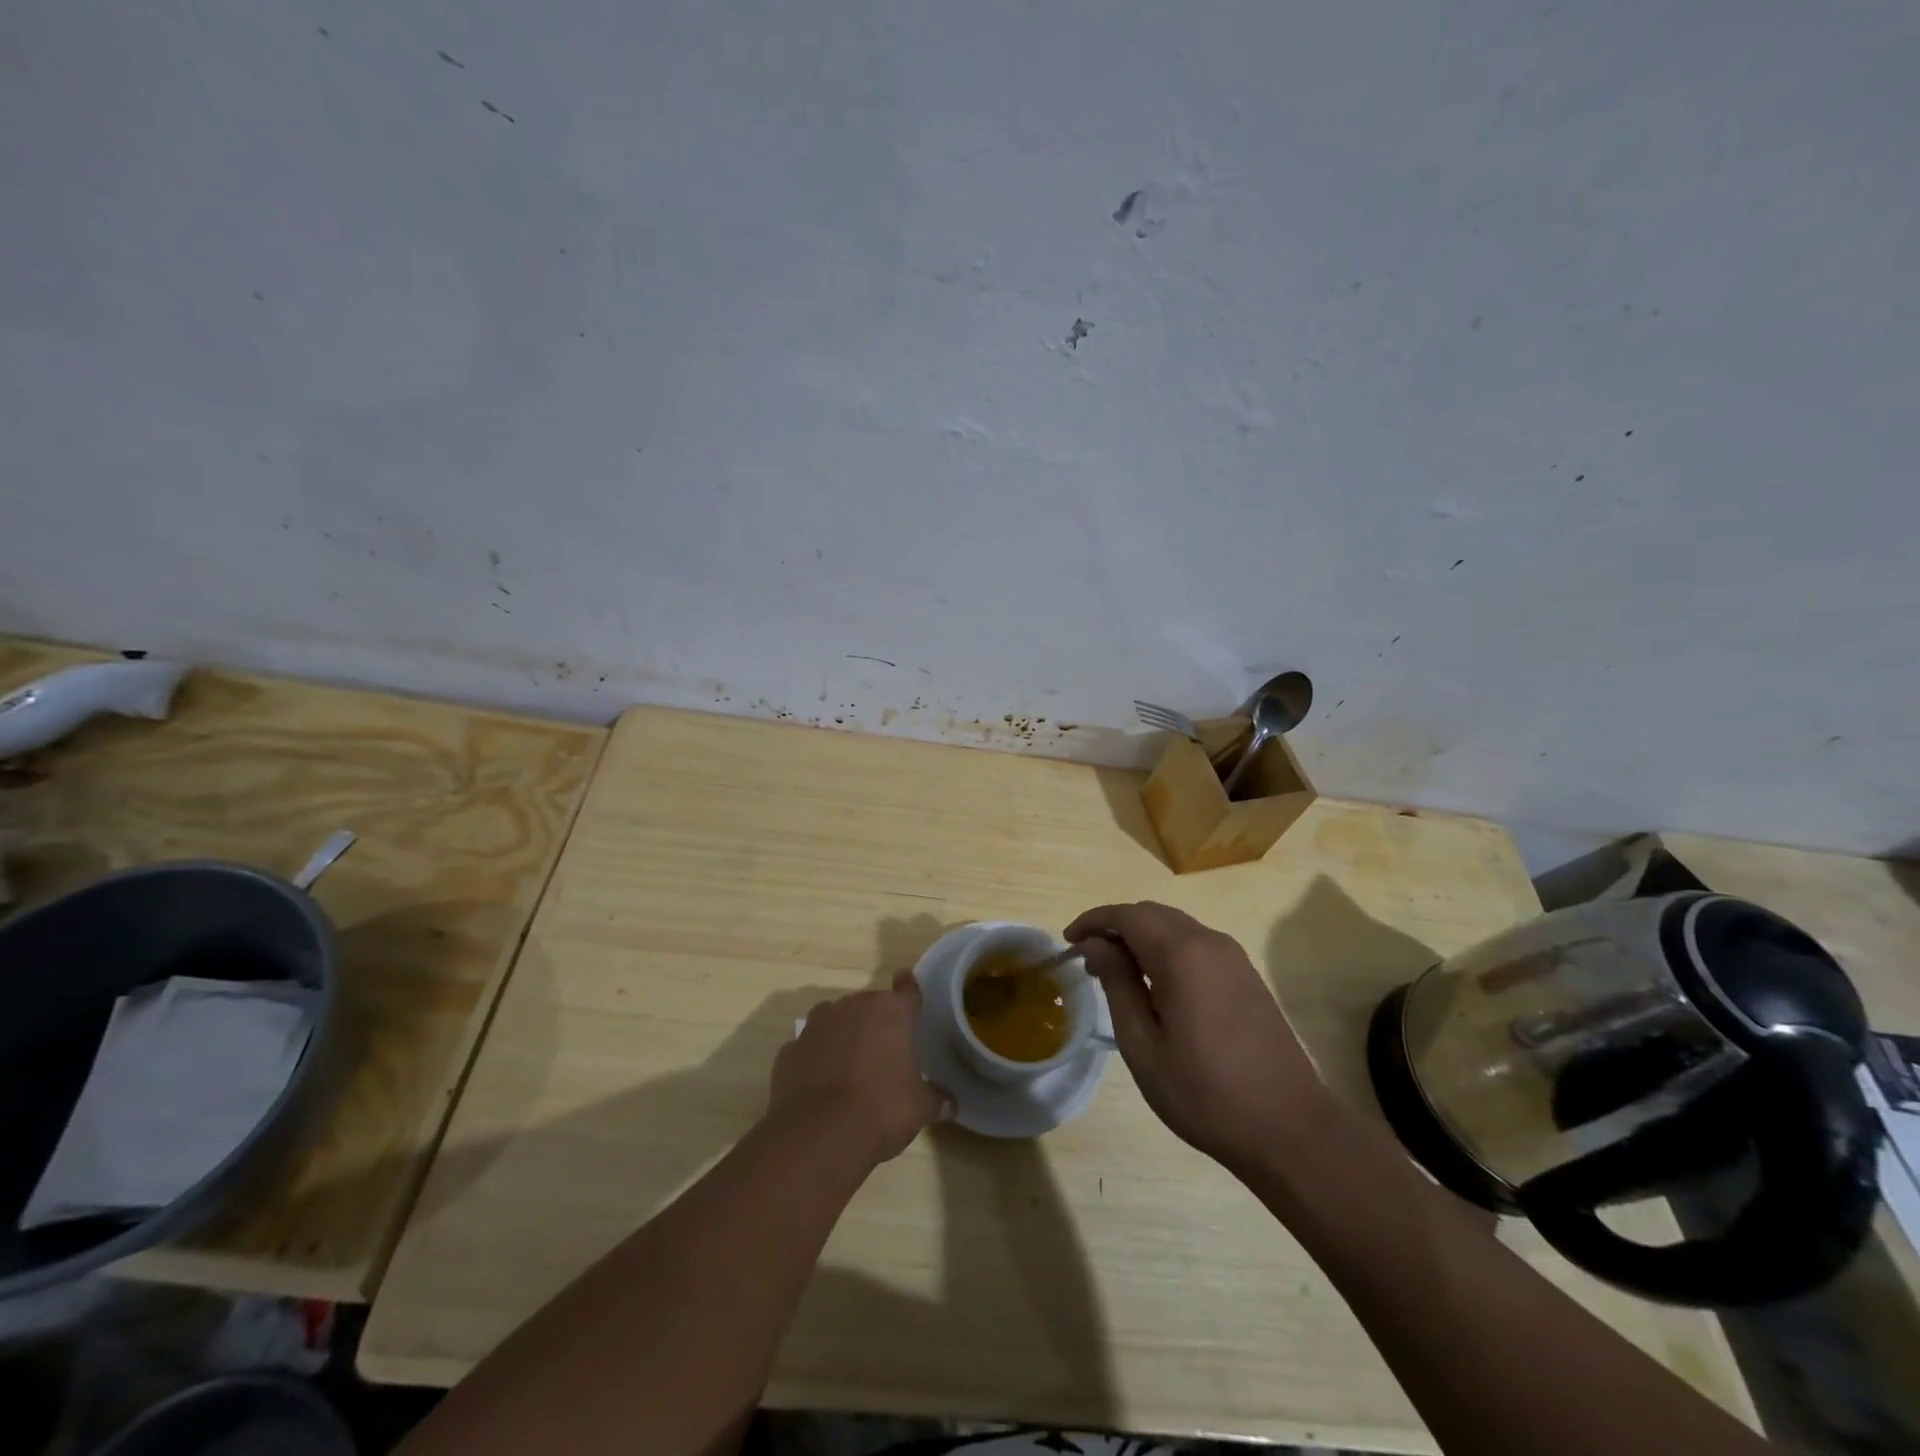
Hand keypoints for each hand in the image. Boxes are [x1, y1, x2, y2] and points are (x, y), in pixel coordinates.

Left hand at [770, 973, 953, 1164]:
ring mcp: (816, 1025)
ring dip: (843, 1035)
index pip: (907, 989)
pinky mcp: (789, 1049)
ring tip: (849, 1067)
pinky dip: (815, 1059)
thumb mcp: (919, 1108)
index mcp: (891, 1012)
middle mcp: (853, 1007)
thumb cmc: (881, 1109)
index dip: (909, 989)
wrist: (818, 1134)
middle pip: (869, 1005)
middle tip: (883, 1051)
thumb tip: (952, 1104)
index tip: (907, 985)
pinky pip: (809, 1047)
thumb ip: (936, 1099)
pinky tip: (820, 1084)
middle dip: (875, 1022)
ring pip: (835, 1020)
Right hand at [1067, 902, 1331, 1177]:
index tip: (1068, 941)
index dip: (1093, 921)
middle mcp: (1210, 942)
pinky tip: (1155, 983)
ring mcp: (1234, 957)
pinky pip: (1196, 944)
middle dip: (1115, 926)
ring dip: (1141, 937)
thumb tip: (1096, 945)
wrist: (1289, 1130)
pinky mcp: (1247, 975)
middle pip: (1152, 913)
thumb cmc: (1205, 1093)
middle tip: (1088, 957)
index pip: (1127, 915)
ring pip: (1176, 926)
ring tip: (1116, 971)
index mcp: (1182, 954)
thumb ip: (1117, 985)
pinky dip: (1166, 949)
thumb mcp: (1144, 1045)